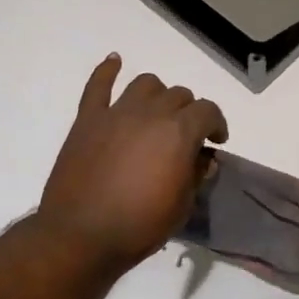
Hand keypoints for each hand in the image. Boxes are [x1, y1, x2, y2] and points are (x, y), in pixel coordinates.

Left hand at [38, 55, 228, 273]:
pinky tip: (114, 61)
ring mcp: (116, 113)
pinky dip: (107, 70)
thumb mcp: (182, 206)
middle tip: (186, 136)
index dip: (217, 124)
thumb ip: (196, 175)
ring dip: (158, 94)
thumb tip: (203, 159)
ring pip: (145, 84)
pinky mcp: (88, 120)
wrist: (81, 236)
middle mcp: (150, 113)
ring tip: (157, 112)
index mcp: (179, 132)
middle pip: (179, 95)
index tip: (216, 141)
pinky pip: (98, 86)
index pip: (208, 111)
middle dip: (189, 112)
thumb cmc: (139, 226)